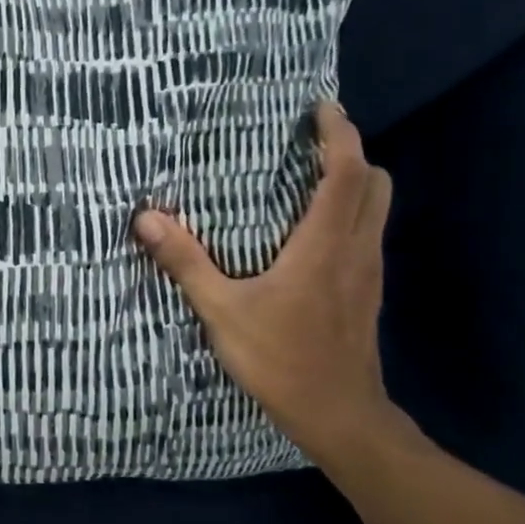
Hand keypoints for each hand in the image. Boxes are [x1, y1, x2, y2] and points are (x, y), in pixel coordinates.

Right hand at [133, 102, 402, 467]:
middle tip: (312, 143)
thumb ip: (186, 262)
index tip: (322, 108)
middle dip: (351, 153)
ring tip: (308, 178)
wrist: (339, 415)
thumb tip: (146, 218)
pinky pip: (367, 234)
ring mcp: (368, 272)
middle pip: (375, 183)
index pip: (347, 173)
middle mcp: (356, 249)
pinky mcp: (367, 293)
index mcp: (324, 245)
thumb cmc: (280, 359)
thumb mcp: (221, 311)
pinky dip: (349, 214)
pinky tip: (311, 233)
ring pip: (377, 209)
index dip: (340, 134)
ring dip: (353, 183)